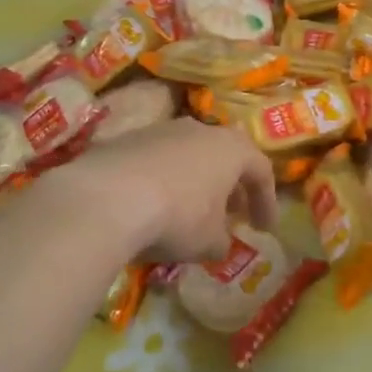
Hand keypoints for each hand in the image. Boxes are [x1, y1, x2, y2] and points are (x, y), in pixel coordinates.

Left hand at [42, 119, 276, 264]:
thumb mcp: (209, 241)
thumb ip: (222, 240)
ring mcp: (160, 130)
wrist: (105, 198)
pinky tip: (151, 206)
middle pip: (224, 155)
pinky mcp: (125, 139)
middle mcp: (199, 130)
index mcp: (231, 149)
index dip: (266, 201)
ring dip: (194, 181)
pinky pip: (155, 160)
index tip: (264, 229)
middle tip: (231, 213)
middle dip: (230, 186)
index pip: (261, 170)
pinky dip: (161, 181)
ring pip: (188, 154)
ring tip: (190, 210)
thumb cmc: (176, 218)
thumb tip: (218, 241)